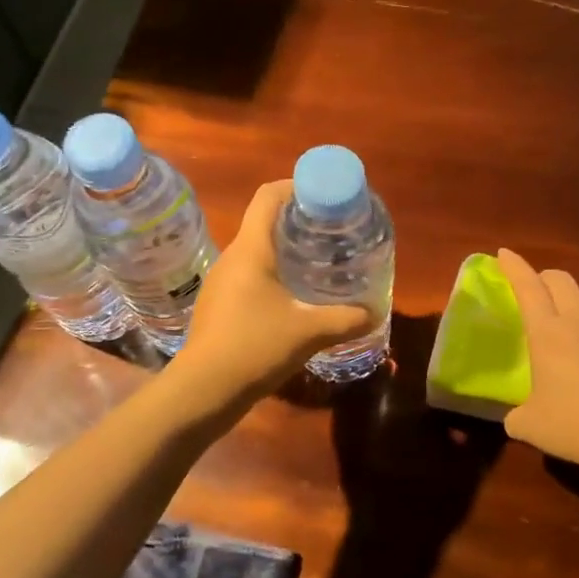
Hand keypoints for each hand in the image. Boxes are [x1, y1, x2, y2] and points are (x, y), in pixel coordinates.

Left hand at [175, 181, 374, 398]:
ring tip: (319, 264)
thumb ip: (346, 319)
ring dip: (287, 251)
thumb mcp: (309, 332)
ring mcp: (222, 282)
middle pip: (265, 222)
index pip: (269, 196)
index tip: (325, 197)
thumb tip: (375, 313)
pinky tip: (295, 299)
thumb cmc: (255, 348)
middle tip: (332, 233)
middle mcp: (232, 257)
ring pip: (257, 252)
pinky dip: (274, 276)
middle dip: (299, 222)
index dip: (296, 186)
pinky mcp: (219, 305)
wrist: (203, 390)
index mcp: (251, 249)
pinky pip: (250, 276)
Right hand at [496, 248, 578, 471]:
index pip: (527, 289)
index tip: (504, 254)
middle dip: (549, 278)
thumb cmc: (571, 427)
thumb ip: (517, 416)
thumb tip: (515, 420)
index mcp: (547, 334)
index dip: (514, 268)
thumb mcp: (528, 425)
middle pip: (564, 283)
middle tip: (542, 286)